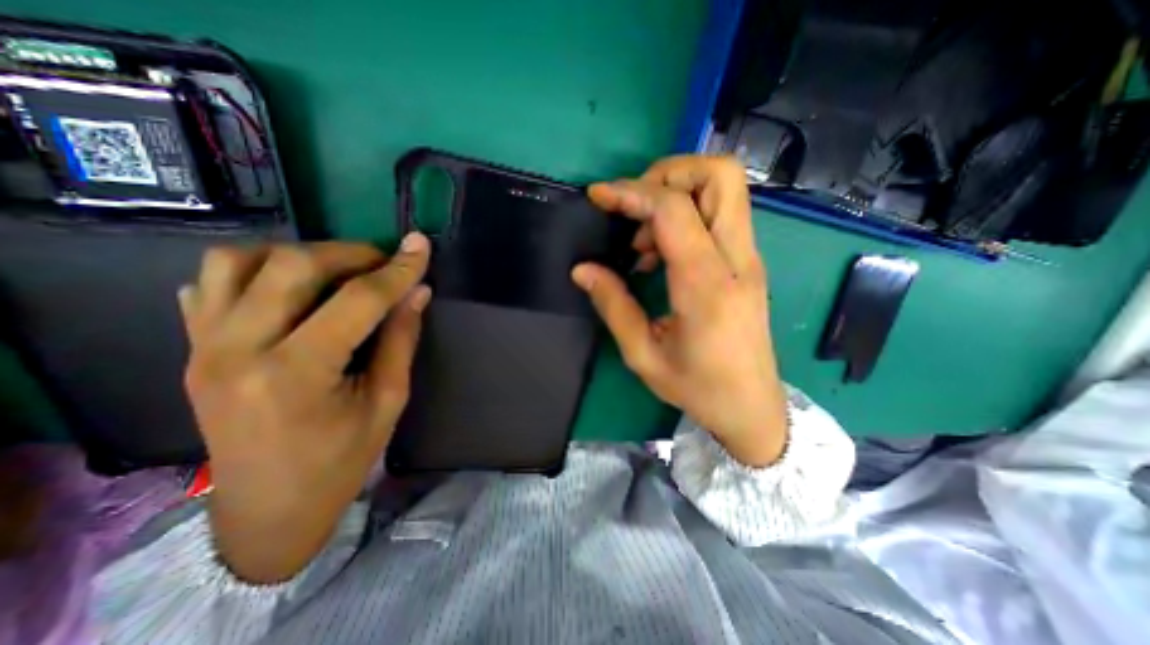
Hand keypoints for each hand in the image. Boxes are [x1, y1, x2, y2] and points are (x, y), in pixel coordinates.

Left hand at [179, 235, 429, 581]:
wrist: (266, 513)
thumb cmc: (340, 461)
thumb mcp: (388, 401)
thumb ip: (401, 339)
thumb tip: (418, 292)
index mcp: (296, 373)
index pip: (358, 299)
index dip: (397, 270)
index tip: (421, 247)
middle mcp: (238, 350)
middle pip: (292, 265)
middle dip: (350, 253)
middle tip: (383, 263)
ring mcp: (203, 348)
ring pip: (237, 261)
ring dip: (297, 255)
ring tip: (335, 271)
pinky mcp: (192, 351)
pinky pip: (210, 285)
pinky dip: (253, 271)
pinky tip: (289, 289)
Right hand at [576, 157, 792, 466]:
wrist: (752, 407)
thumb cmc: (698, 387)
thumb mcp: (643, 355)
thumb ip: (613, 305)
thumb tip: (582, 269)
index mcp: (706, 286)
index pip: (673, 209)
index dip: (631, 192)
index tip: (598, 196)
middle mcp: (736, 260)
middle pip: (719, 175)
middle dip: (667, 173)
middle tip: (632, 206)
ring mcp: (748, 258)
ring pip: (725, 188)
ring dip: (675, 194)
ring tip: (642, 240)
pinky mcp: (748, 263)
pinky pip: (720, 214)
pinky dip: (686, 215)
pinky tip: (660, 253)